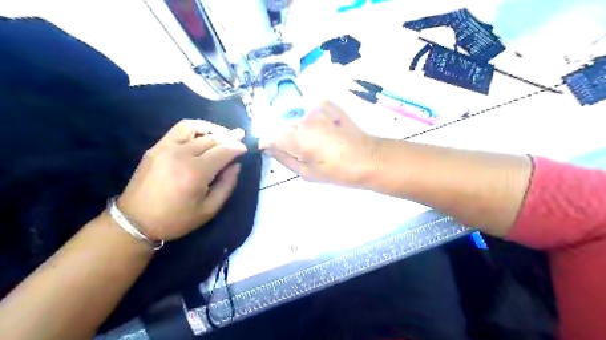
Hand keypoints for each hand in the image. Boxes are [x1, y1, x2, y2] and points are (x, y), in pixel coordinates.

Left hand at [118, 119, 245, 241]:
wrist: (135, 222)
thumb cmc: (176, 220)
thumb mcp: (209, 210)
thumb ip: (227, 185)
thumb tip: (235, 166)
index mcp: (195, 172)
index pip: (223, 151)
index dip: (237, 147)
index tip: (246, 148)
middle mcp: (181, 155)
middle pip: (211, 139)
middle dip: (229, 137)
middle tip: (240, 138)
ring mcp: (165, 148)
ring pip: (194, 127)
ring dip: (212, 128)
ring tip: (223, 133)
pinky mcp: (156, 148)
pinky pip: (179, 130)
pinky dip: (195, 128)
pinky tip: (203, 135)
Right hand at [259, 101, 377, 185]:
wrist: (368, 158)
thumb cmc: (337, 172)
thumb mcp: (307, 173)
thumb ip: (284, 159)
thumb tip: (270, 150)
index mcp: (296, 138)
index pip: (270, 137)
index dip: (268, 144)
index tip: (270, 150)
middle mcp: (302, 120)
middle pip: (285, 128)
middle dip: (288, 139)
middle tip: (304, 152)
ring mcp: (317, 110)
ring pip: (299, 120)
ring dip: (302, 130)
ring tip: (318, 143)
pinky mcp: (329, 106)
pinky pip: (313, 111)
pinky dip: (314, 119)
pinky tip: (325, 129)